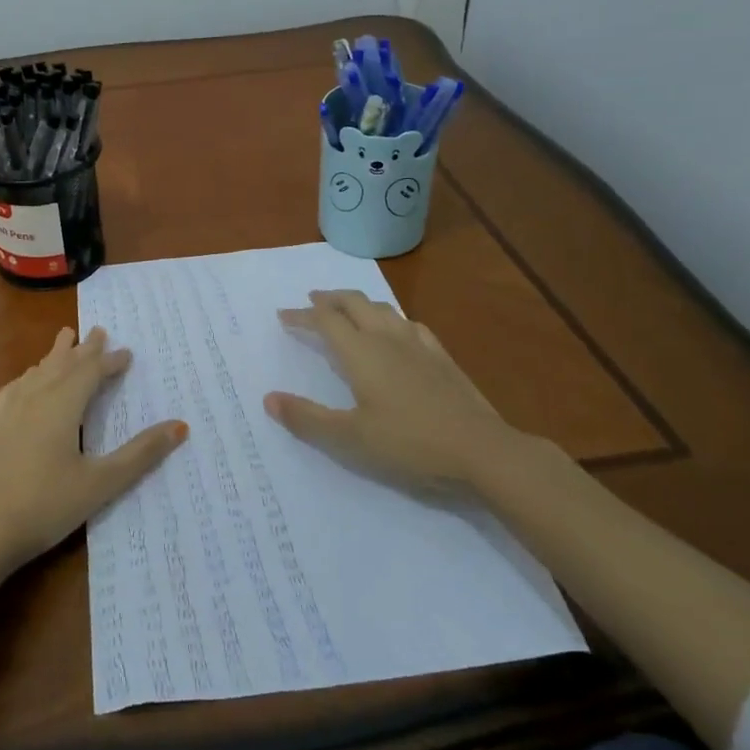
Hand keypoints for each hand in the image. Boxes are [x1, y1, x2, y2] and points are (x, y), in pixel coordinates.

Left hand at [0, 327, 185, 578]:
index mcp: (62, 405)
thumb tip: (180, 426)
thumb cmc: (46, 506)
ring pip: (38, 371)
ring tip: (65, 340)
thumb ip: (140, 454)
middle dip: (84, 348)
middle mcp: (35, 397)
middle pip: (63, 363)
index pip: (91, 372)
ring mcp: (8, 410)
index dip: (110, 361)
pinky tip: (27, 381)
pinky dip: (30, 375)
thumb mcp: (100, 483)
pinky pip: (15, 386)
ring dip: (56, 355)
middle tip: (98, 330)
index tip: (127, 353)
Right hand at [264, 290, 535, 494]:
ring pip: (383, 309)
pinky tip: (397, 331)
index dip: (302, 315)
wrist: (481, 450)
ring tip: (348, 309)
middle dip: (330, 298)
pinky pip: (409, 324)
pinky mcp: (442, 357)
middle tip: (312, 299)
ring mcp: (418, 344)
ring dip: (359, 304)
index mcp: (360, 352)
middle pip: (354, 303)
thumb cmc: (409, 444)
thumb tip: (269, 399)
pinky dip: (391, 319)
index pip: (325, 320)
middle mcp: (387, 338)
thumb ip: (307, 418)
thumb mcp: (349, 439)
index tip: (283, 316)